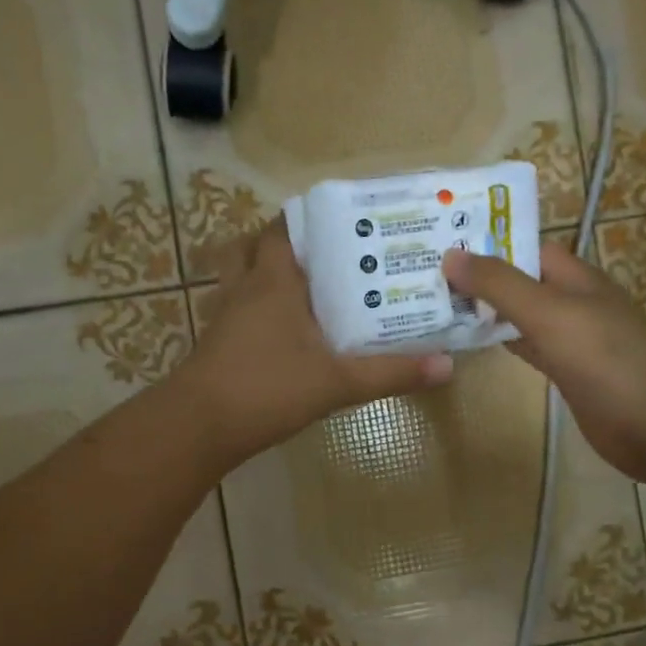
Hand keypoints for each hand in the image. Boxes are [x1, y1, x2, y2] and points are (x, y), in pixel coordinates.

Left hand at [180, 219, 454, 465]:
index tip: (342, 222)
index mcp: (273, 281)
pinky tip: (280, 331)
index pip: (283, 228)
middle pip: (254, 246)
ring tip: (302, 287)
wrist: (198, 427)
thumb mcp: (337, 382)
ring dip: (263, 274)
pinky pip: (235, 309)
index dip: (307, 218)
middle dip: (283, 244)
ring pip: (239, 277)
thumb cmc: (267, 388)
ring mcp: (224, 316)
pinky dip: (254, 308)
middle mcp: (245, 288)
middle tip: (322, 254)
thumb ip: (390, 373)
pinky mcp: (216, 343)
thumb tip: (446, 365)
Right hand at [443, 241, 645, 480]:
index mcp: (574, 277)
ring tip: (432, 304)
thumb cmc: (609, 360)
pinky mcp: (565, 374)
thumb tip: (449, 255)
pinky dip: (499, 343)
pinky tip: (468, 344)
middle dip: (477, 278)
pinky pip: (525, 348)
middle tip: (420, 275)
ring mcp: (569, 340)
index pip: (524, 247)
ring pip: (517, 317)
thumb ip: (501, 286)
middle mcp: (570, 302)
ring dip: (483, 312)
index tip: (437, 242)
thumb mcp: (551, 314)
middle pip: (518, 281)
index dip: (485, 242)